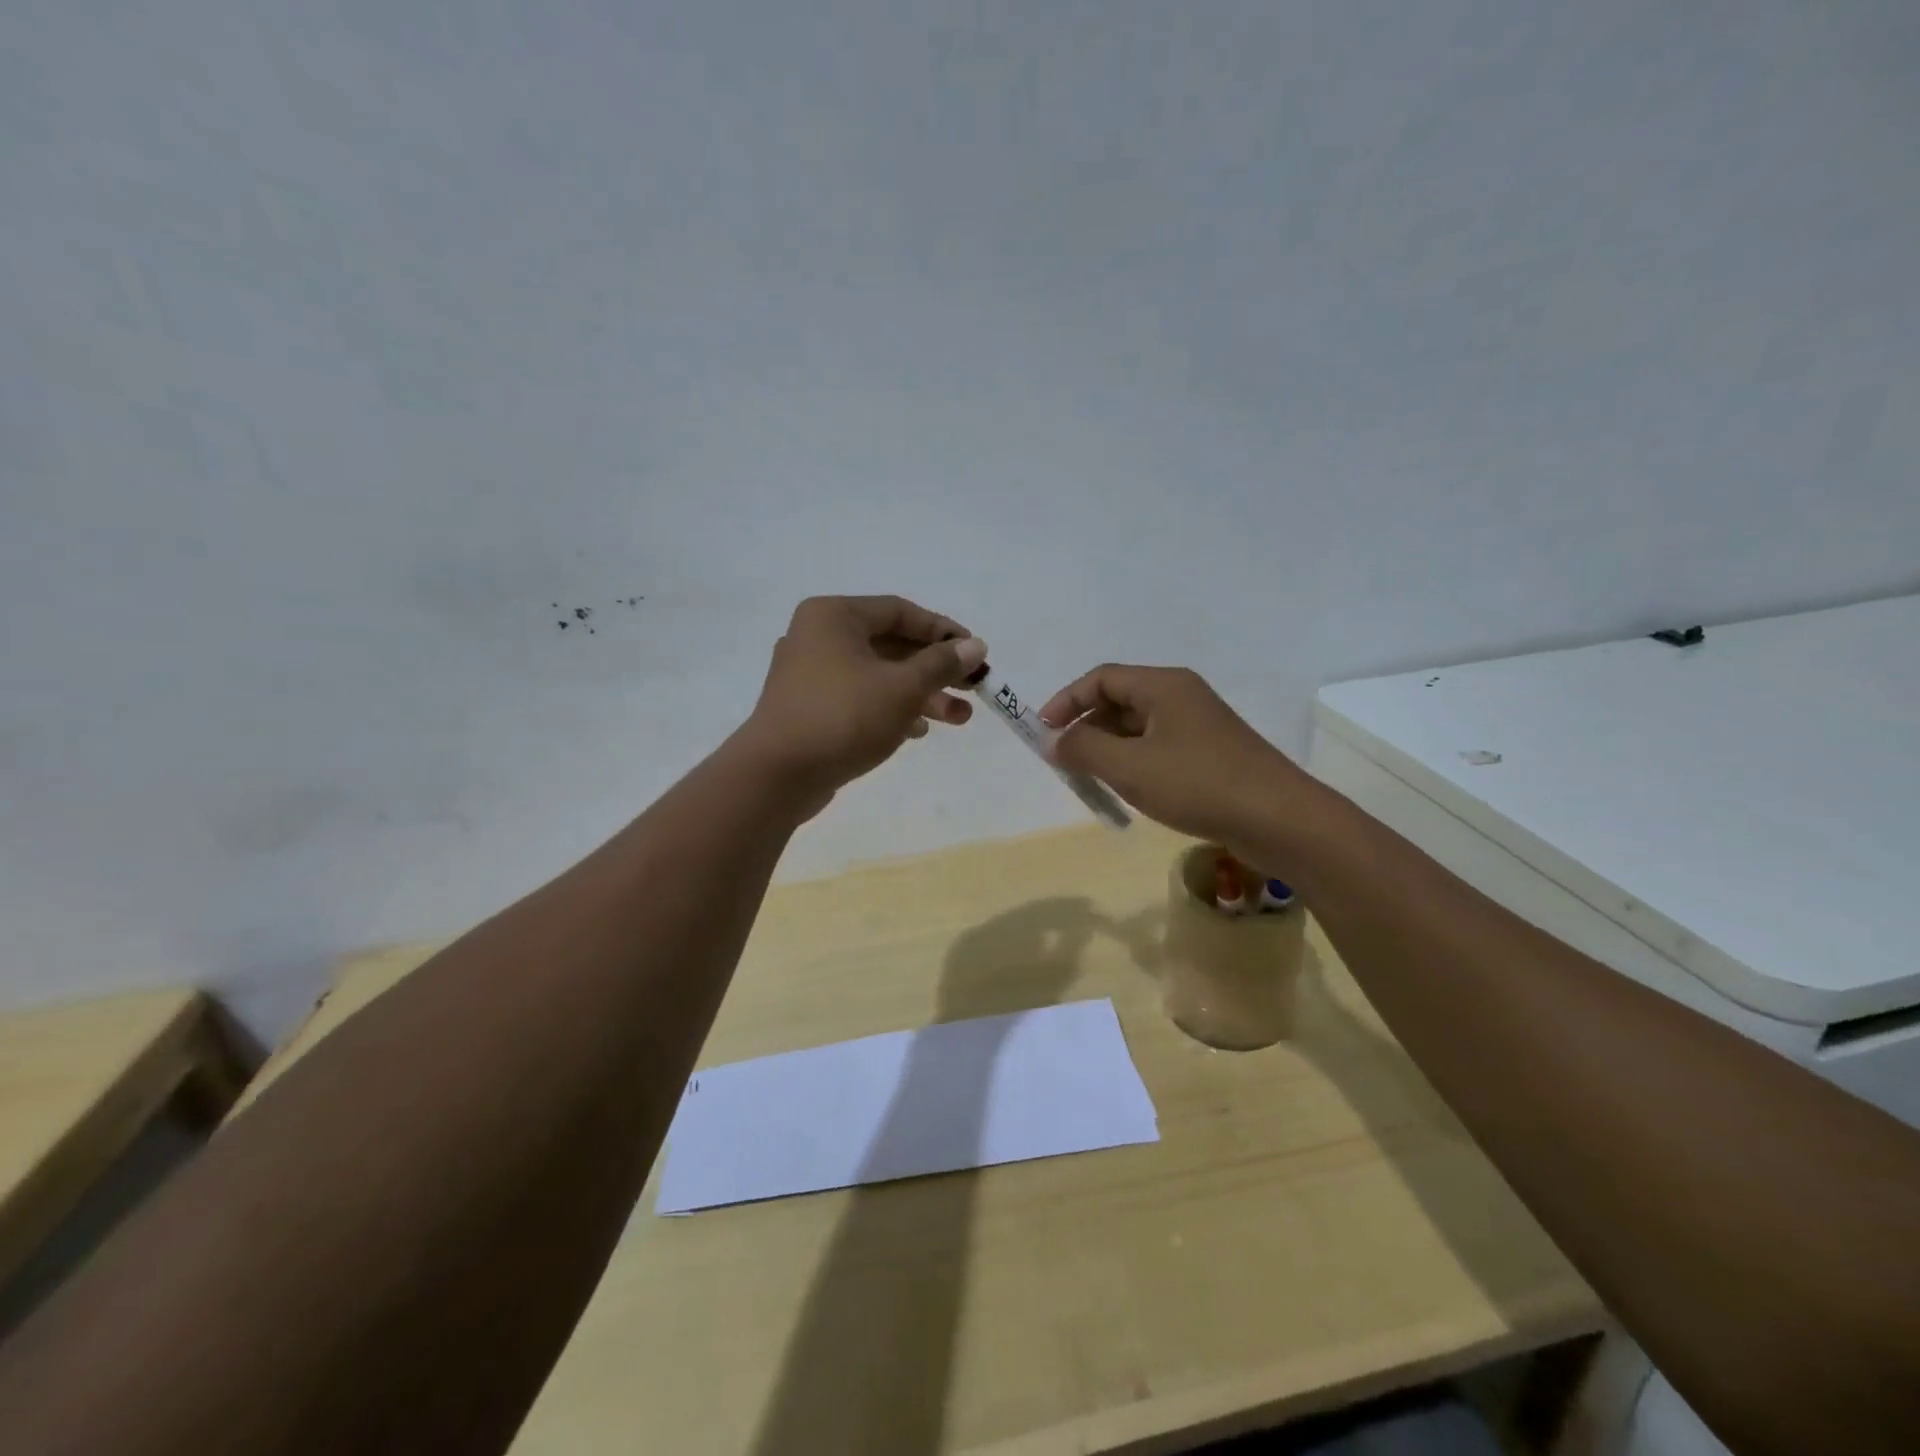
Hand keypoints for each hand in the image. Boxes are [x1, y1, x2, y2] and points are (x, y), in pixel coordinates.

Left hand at [736, 596, 986, 815]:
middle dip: (935, 671)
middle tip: (972, 690)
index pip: (900, 611)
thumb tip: (976, 645)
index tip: (976, 653)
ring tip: (959, 719)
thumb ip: (941, 664)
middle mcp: (818, 637)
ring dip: (920, 695)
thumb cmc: (844, 717)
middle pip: (891, 645)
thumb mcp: (902, 688)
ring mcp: (810, 675)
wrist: (777, 775)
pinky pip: (859, 699)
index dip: (943, 631)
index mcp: (834, 617)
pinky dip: (890, 710)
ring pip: (877, 676)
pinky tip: (918, 731)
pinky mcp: (809, 709)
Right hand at [1039, 665, 1319, 857]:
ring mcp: (1199, 725)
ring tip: (1092, 779)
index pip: (1101, 678)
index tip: (1043, 732)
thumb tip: (1054, 740)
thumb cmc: (1197, 784)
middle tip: (1065, 761)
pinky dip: (1134, 762)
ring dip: (1109, 748)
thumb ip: (1083, 750)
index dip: (1067, 701)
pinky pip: (1158, 747)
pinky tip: (1130, 790)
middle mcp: (1181, 696)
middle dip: (1086, 727)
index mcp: (1163, 686)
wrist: (1279, 819)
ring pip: (1138, 727)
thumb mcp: (1129, 767)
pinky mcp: (1211, 753)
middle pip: (1120, 700)